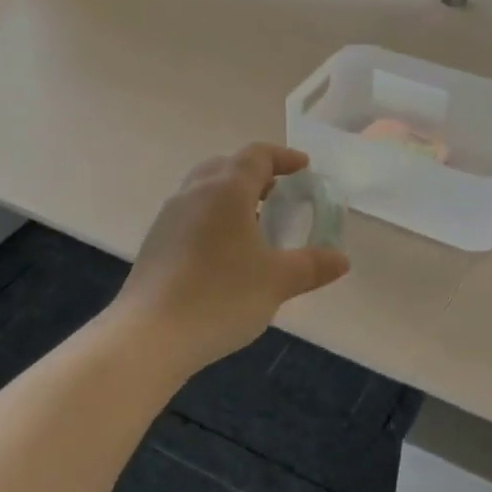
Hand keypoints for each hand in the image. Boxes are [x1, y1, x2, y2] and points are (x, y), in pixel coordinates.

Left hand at [117, 143, 349, 373]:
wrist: (149, 336)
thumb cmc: (221, 297)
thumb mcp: (277, 281)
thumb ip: (312, 265)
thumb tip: (341, 259)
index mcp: (227, 190)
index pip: (257, 155)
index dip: (284, 157)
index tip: (304, 168)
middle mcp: (194, 193)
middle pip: (227, 166)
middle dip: (256, 174)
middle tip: (280, 194)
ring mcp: (170, 216)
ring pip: (205, 189)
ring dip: (233, 196)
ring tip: (255, 224)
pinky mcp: (156, 242)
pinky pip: (192, 213)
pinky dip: (214, 217)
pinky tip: (226, 252)